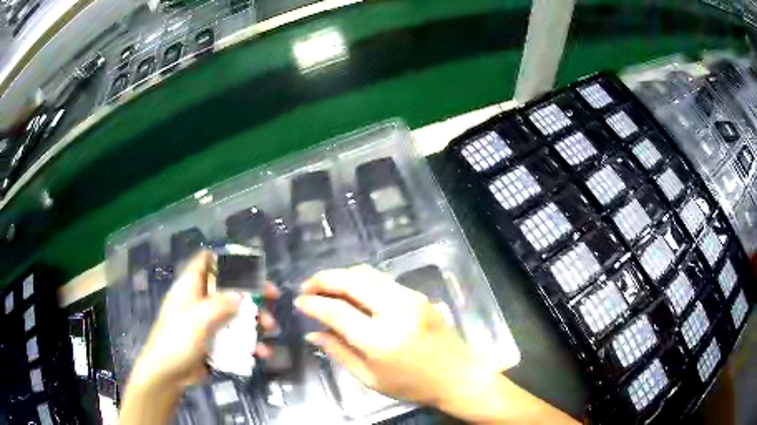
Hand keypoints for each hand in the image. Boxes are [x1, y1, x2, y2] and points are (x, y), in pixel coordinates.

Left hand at [129, 251, 278, 390]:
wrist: (169, 374)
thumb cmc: (178, 340)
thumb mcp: (198, 319)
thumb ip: (221, 304)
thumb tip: (243, 295)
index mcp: (191, 287)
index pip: (206, 261)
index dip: (225, 258)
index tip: (249, 264)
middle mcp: (201, 301)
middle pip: (228, 288)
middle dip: (251, 292)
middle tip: (272, 296)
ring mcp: (209, 324)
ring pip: (236, 315)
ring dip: (255, 321)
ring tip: (271, 328)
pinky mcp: (215, 343)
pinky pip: (236, 339)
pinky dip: (250, 344)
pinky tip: (262, 353)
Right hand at [295, 265, 488, 406]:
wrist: (457, 374)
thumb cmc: (411, 385)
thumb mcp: (369, 377)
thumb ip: (338, 352)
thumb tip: (312, 332)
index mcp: (380, 340)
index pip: (337, 311)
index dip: (313, 303)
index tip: (299, 302)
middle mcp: (395, 311)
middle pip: (351, 280)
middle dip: (323, 279)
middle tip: (307, 288)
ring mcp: (410, 298)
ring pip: (366, 273)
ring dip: (341, 276)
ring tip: (324, 288)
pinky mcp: (418, 294)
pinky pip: (380, 279)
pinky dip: (359, 279)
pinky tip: (349, 291)